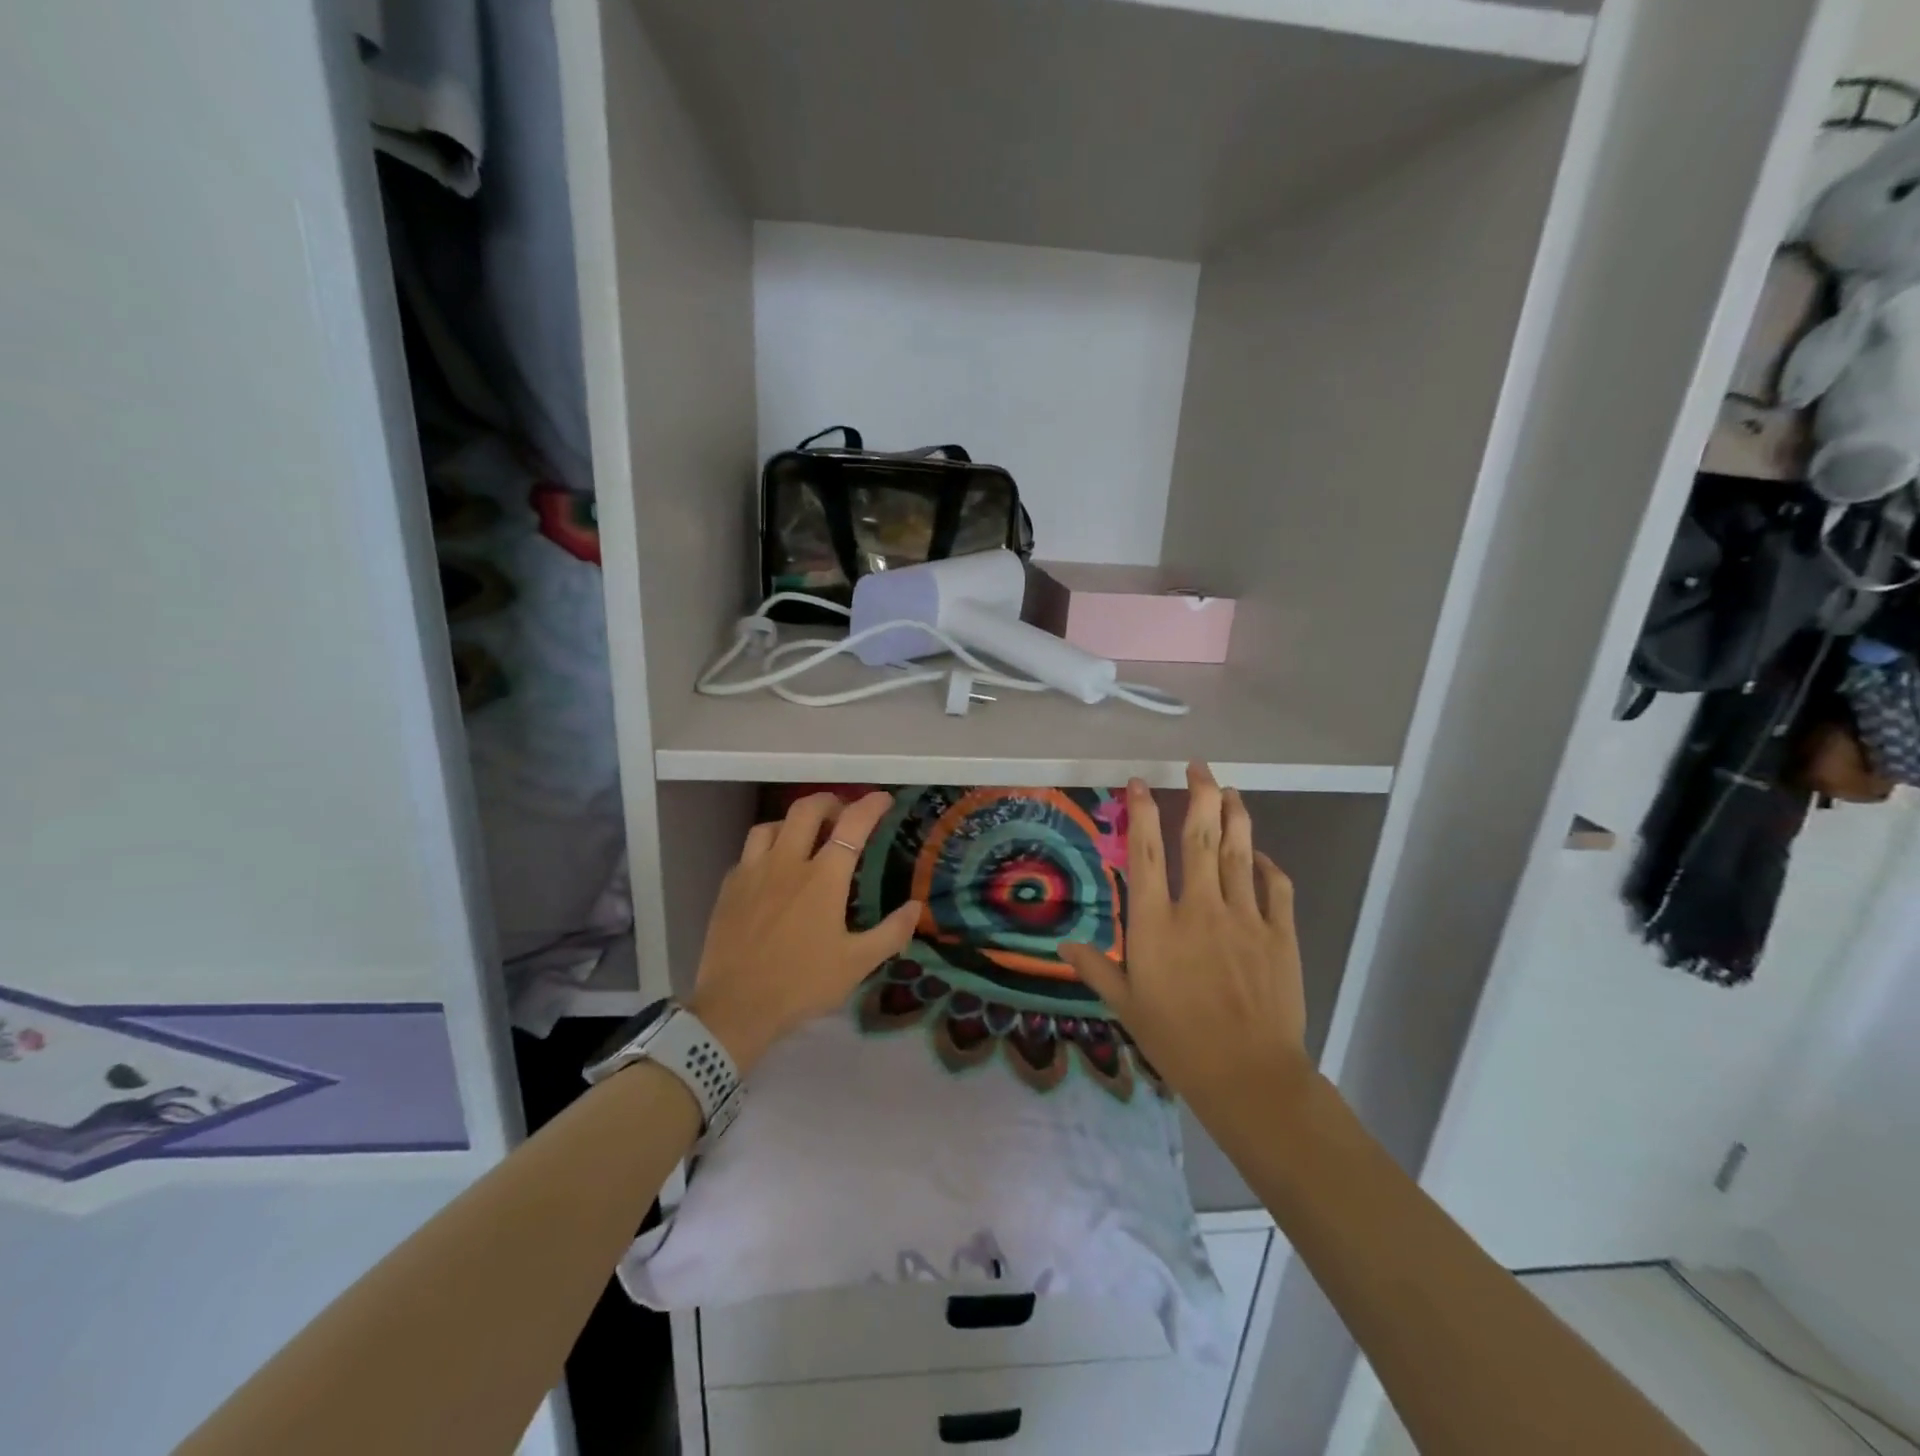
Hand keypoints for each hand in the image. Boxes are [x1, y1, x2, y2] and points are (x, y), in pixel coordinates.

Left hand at [688, 791, 920, 1075]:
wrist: (735, 1008)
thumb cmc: (801, 984)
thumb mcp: (857, 964)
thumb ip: (891, 932)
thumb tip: (916, 906)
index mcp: (823, 878)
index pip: (852, 825)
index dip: (870, 805)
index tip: (883, 799)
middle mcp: (787, 863)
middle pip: (807, 810)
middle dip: (829, 801)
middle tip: (842, 813)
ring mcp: (752, 872)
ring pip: (771, 825)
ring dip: (793, 822)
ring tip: (804, 836)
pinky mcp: (729, 887)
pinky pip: (748, 852)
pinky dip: (766, 849)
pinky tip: (771, 869)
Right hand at [1060, 763, 1309, 1113]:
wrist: (1248, 1075)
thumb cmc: (1177, 1040)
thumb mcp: (1126, 1005)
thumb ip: (1096, 968)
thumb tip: (1062, 947)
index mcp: (1157, 922)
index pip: (1146, 851)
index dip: (1142, 810)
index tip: (1140, 782)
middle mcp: (1200, 907)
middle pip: (1200, 837)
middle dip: (1200, 794)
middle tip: (1199, 767)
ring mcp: (1244, 917)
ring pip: (1240, 852)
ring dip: (1235, 816)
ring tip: (1231, 791)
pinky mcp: (1279, 934)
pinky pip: (1276, 887)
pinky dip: (1268, 865)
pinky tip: (1261, 854)